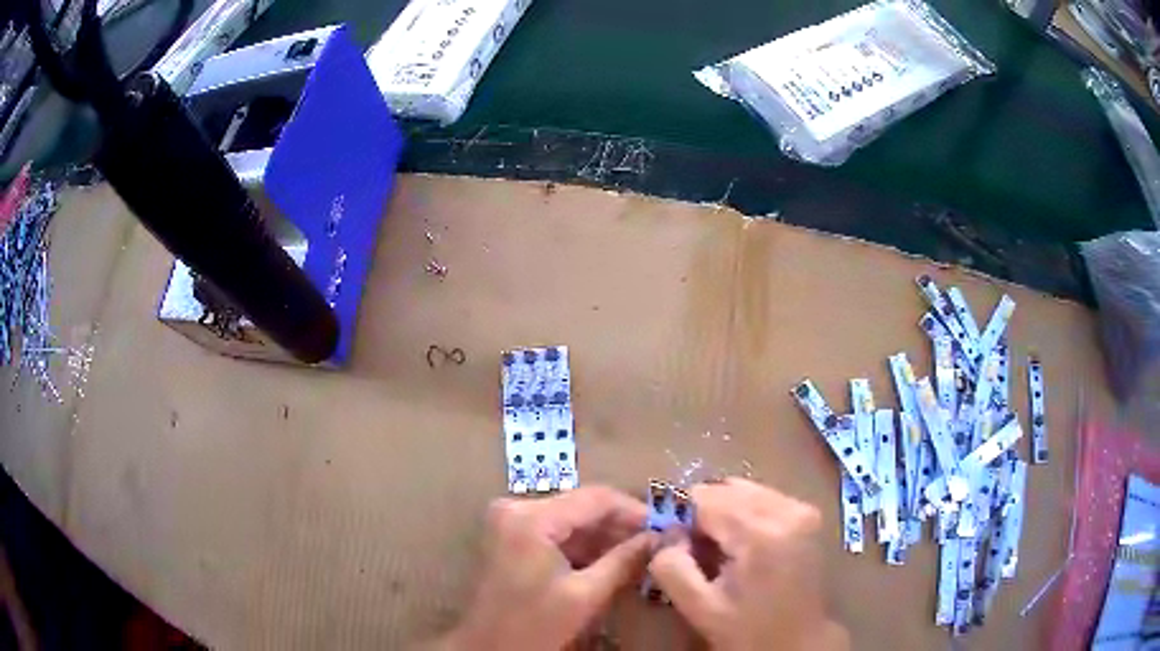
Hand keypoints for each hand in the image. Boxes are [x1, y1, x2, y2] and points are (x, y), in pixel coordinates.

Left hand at [440, 486, 652, 649]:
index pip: (596, 498)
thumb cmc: (534, 624)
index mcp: (531, 518)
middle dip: (619, 527)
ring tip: (637, 555)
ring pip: (570, 519)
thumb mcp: (585, 595)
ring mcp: (509, 521)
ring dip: (602, 538)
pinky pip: (554, 532)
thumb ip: (625, 560)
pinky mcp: (508, 536)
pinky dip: (581, 546)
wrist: (487, 647)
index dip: (635, 511)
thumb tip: (662, 538)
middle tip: (655, 544)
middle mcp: (515, 508)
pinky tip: (606, 562)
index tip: (665, 527)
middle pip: (581, 506)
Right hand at [649, 478, 848, 650]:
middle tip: (691, 549)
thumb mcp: (700, 608)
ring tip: (716, 549)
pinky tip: (740, 546)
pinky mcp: (808, 514)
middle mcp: (787, 510)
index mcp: (761, 534)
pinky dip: (743, 513)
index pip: (704, 497)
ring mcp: (803, 509)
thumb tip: (665, 535)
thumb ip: (672, 568)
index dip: (678, 516)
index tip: (669, 542)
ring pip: (744, 489)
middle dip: (701, 513)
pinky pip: (763, 498)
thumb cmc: (749, 631)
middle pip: (726, 488)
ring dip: (723, 512)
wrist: (800, 641)